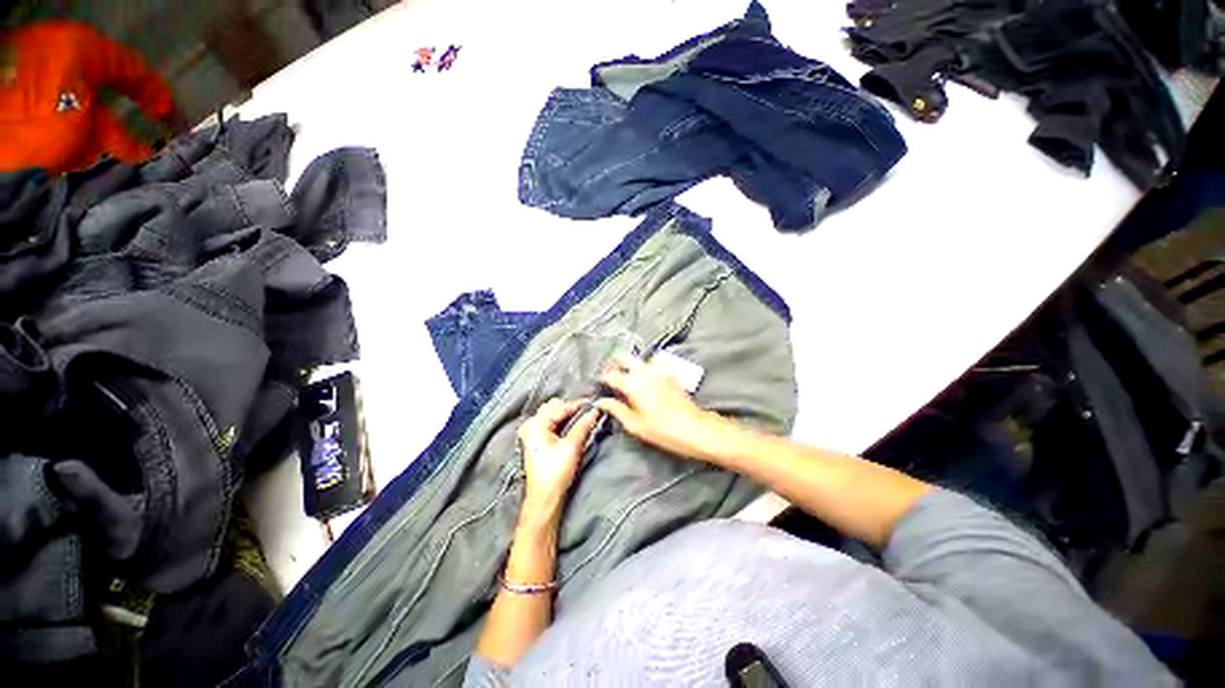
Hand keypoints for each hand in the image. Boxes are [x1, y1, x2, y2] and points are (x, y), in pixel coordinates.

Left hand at [517, 398, 601, 517]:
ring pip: (552, 414)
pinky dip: (561, 422)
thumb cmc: (556, 472)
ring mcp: (531, 432)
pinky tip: (572, 426)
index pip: (561, 407)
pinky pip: (550, 422)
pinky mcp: (535, 440)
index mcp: (536, 424)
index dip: (579, 405)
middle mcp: (531, 424)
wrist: (544, 497)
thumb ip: (583, 425)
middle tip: (588, 411)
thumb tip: (595, 411)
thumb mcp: (572, 446)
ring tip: (582, 418)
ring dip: (566, 414)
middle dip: (571, 408)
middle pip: (554, 407)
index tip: (594, 402)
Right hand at [597, 353, 723, 461]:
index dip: (603, 378)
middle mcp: (644, 371)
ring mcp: (658, 370)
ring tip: (627, 381)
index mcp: (633, 383)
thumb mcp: (635, 425)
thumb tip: (601, 401)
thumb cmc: (662, 430)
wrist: (695, 428)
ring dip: (630, 366)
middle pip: (624, 356)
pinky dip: (644, 370)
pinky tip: (644, 383)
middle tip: (612, 377)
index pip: (611, 374)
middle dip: (615, 363)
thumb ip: (616, 410)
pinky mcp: (669, 374)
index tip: (600, 384)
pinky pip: (651, 366)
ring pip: (638, 360)